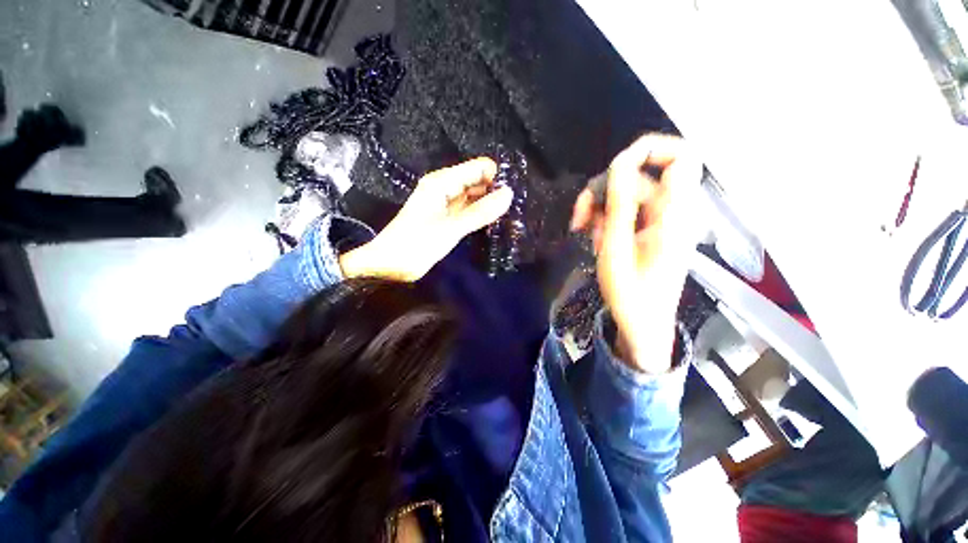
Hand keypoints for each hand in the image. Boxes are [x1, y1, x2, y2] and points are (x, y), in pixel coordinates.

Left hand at [340, 158, 512, 281]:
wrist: (389, 266)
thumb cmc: (415, 244)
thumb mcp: (450, 228)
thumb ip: (480, 212)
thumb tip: (509, 194)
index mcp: (442, 182)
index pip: (478, 168)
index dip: (497, 176)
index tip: (517, 192)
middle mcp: (446, 188)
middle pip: (478, 181)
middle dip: (496, 191)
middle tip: (519, 206)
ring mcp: (447, 204)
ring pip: (475, 197)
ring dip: (490, 204)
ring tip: (513, 214)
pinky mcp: (448, 219)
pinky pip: (469, 210)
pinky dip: (481, 215)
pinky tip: (496, 222)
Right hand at [570, 134, 702, 372]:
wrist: (642, 324)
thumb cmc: (630, 293)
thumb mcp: (617, 247)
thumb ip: (620, 203)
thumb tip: (620, 162)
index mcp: (675, 213)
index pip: (682, 157)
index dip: (650, 149)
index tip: (614, 166)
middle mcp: (672, 210)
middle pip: (639, 177)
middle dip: (604, 191)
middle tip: (579, 217)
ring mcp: (660, 220)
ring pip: (627, 194)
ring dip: (600, 208)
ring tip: (584, 233)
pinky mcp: (649, 229)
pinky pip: (626, 210)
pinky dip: (606, 219)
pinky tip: (595, 238)